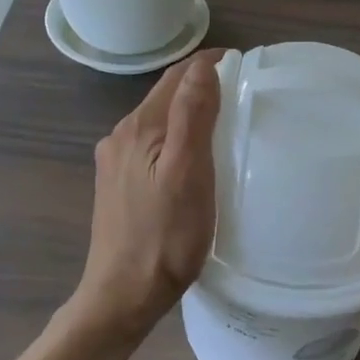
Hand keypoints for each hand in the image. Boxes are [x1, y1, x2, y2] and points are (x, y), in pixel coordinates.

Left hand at [69, 50, 222, 342]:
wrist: (122, 296)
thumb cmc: (165, 237)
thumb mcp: (188, 173)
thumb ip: (193, 115)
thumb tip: (203, 65)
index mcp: (139, 127)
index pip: (177, 76)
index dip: (209, 64)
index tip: (244, 64)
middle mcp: (120, 136)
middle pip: (165, 96)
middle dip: (200, 84)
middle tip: (241, 91)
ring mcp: (115, 161)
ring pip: (158, 121)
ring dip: (188, 111)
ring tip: (223, 120)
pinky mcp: (117, 184)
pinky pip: (151, 145)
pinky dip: (175, 137)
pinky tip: (192, 157)